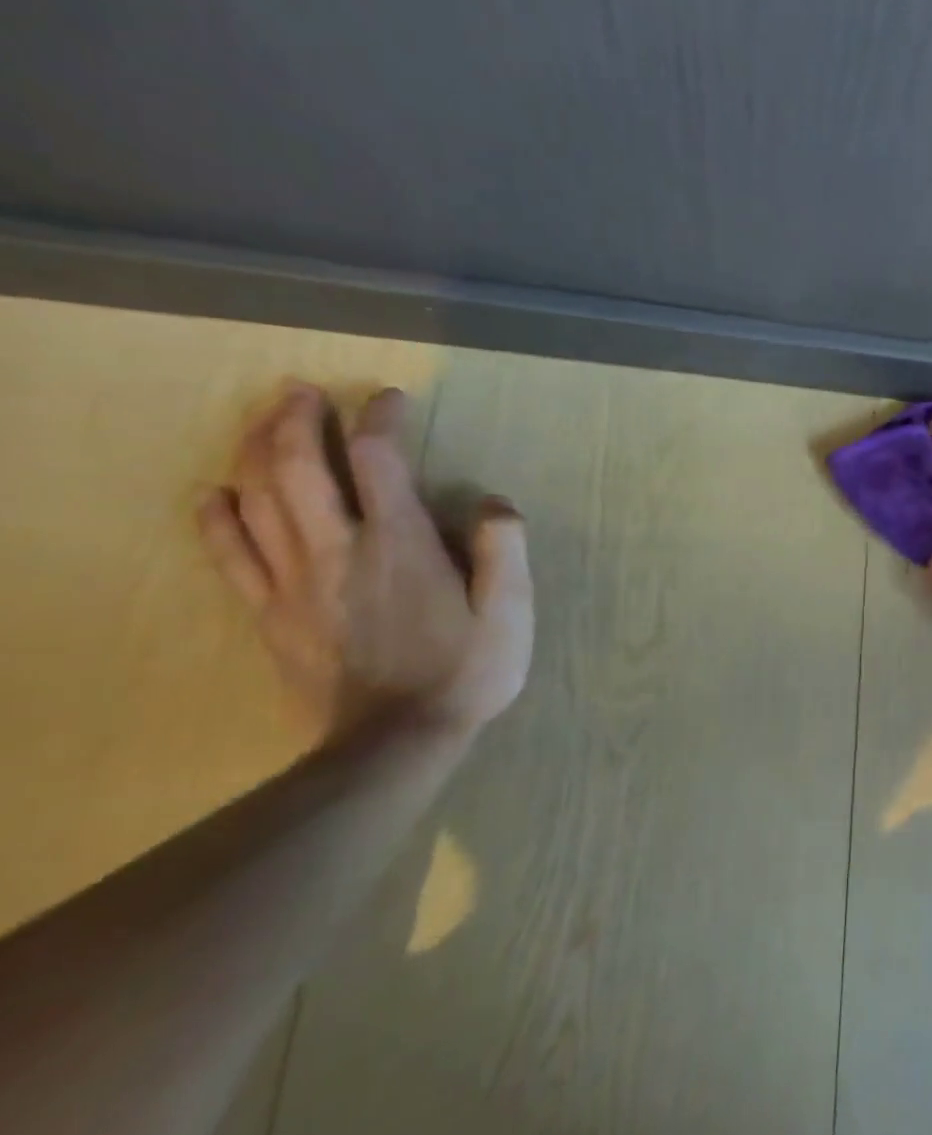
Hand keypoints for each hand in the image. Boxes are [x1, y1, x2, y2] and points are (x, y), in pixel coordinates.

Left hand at [198, 383, 534, 735]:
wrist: (395, 742)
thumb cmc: (466, 671)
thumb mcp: (512, 610)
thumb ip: (504, 548)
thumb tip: (493, 501)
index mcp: (400, 544)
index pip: (377, 459)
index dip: (379, 419)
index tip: (389, 400)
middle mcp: (339, 549)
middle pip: (298, 468)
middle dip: (296, 420)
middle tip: (302, 391)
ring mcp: (295, 582)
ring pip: (257, 501)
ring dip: (257, 451)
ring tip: (266, 422)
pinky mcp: (271, 614)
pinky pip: (232, 556)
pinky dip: (219, 518)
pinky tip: (217, 495)